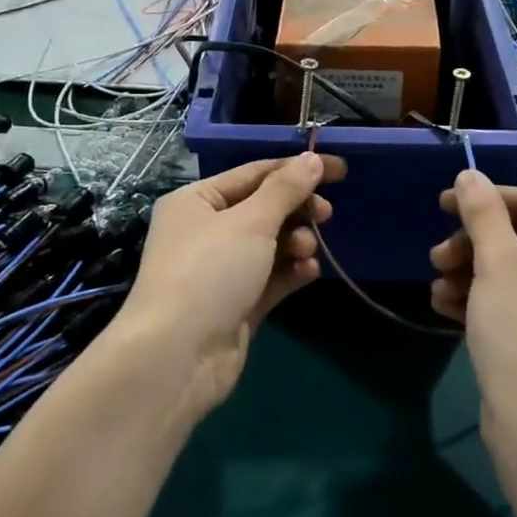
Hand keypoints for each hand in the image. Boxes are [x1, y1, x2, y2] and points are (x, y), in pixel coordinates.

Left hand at [111, 153, 344, 416]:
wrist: (177, 356)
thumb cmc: (209, 272)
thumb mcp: (251, 222)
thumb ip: (286, 189)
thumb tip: (312, 159)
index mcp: (197, 200)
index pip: (255, 173)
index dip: (297, 169)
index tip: (339, 170)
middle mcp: (205, 230)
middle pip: (264, 208)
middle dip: (297, 210)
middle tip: (326, 215)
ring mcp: (221, 269)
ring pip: (271, 244)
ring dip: (295, 242)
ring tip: (306, 251)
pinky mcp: (236, 303)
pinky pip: (271, 277)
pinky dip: (291, 272)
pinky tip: (308, 272)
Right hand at [430, 170, 516, 437]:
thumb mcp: (498, 263)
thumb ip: (482, 213)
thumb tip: (469, 175)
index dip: (485, 200)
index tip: (441, 205)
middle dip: (472, 244)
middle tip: (436, 257)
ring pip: (510, 271)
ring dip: (468, 273)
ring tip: (437, 288)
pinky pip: (512, 302)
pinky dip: (479, 299)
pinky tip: (445, 307)